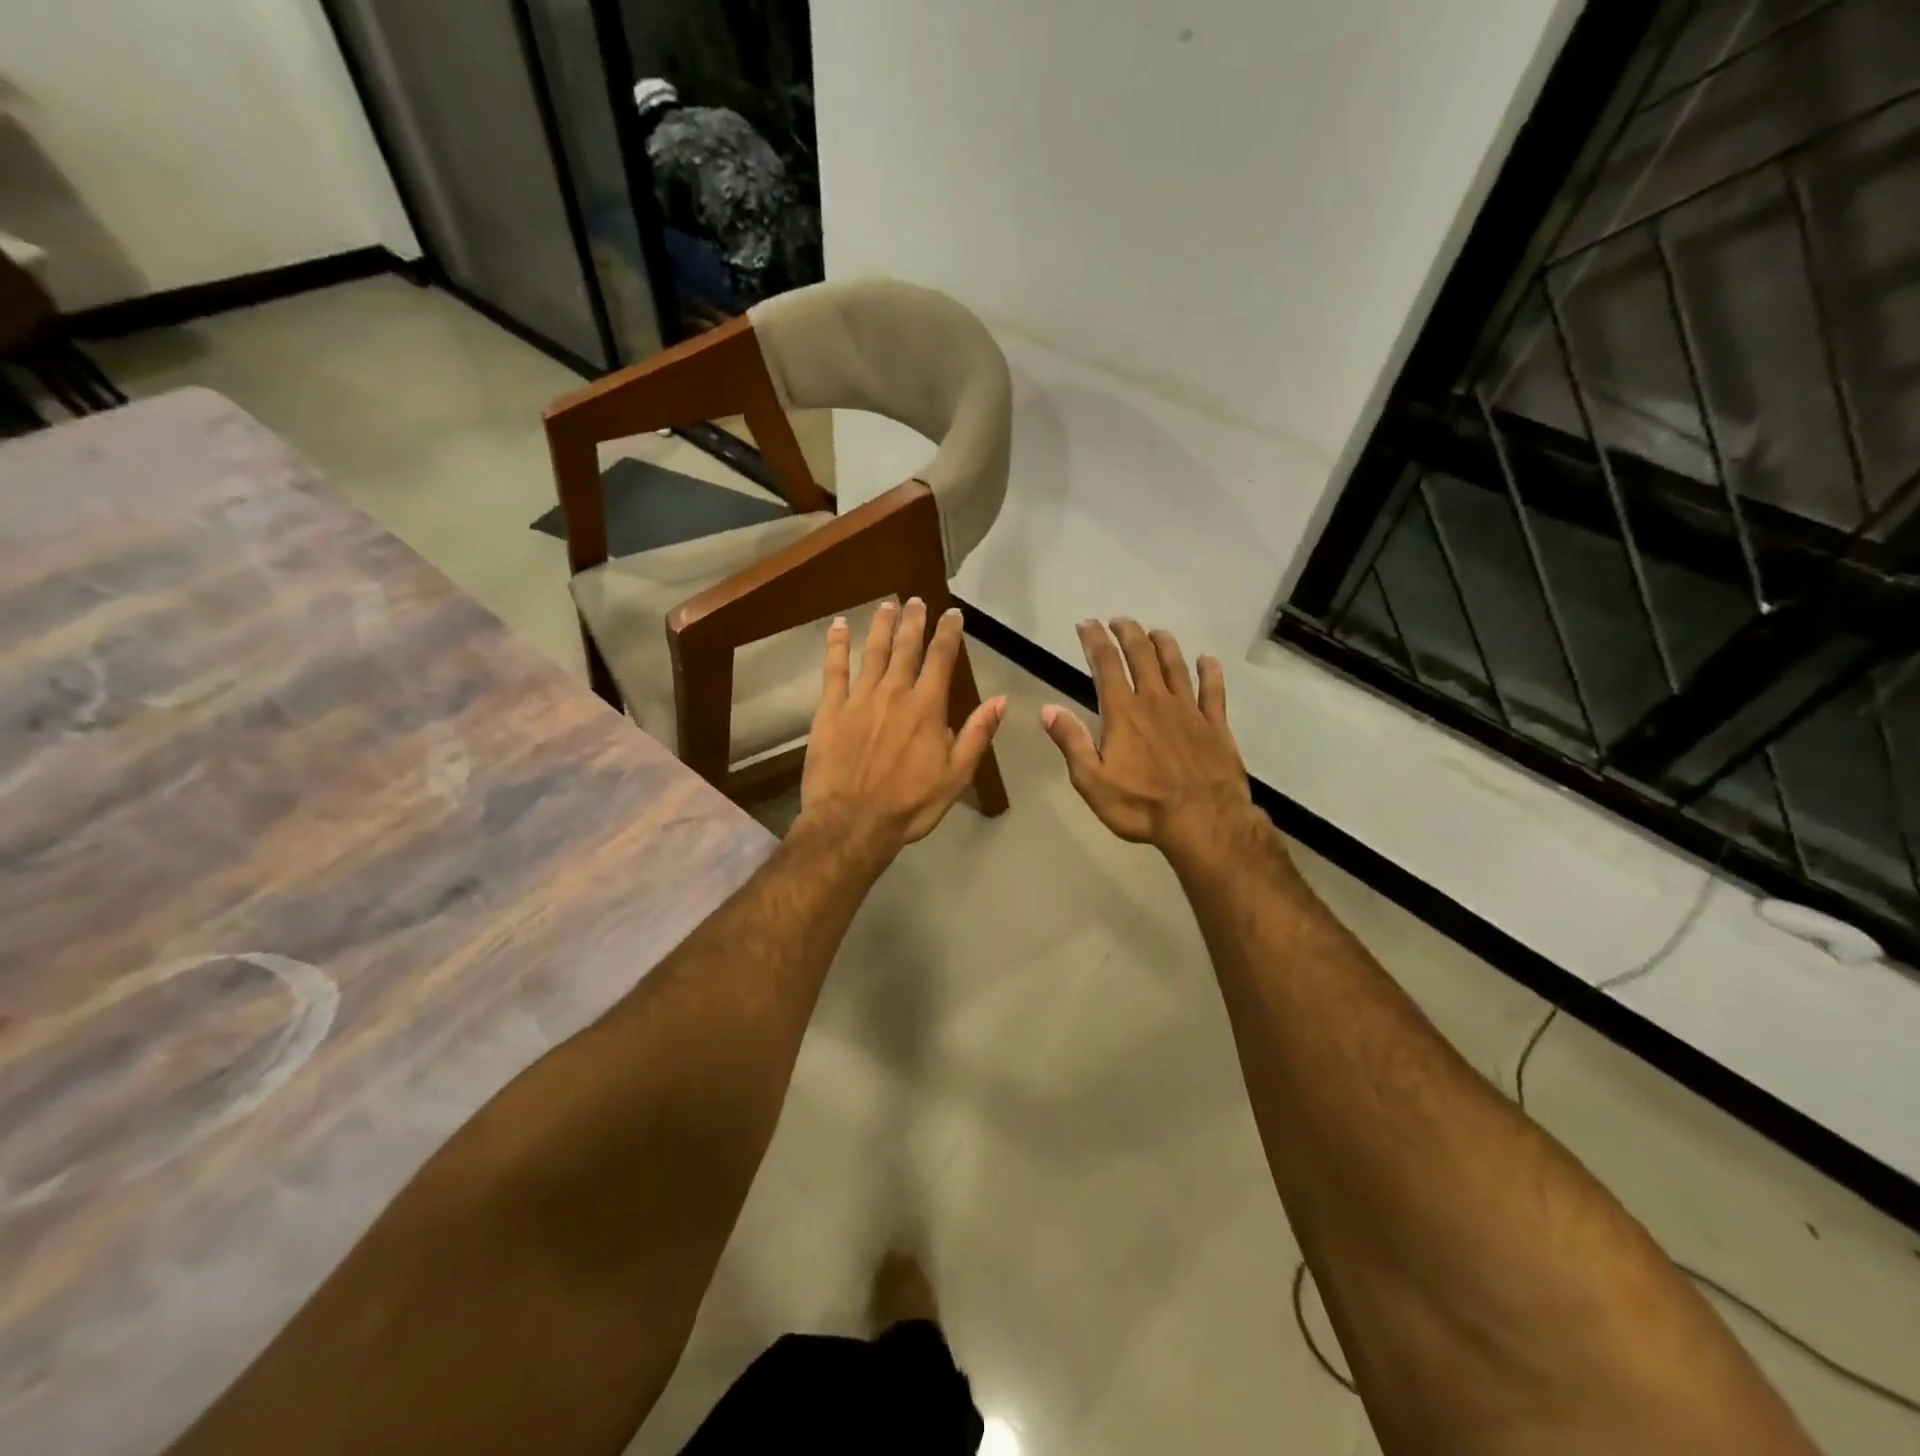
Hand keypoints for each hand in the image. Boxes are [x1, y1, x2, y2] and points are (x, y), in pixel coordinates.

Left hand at [799, 598, 1006, 860]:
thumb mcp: (956, 776)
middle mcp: (895, 693)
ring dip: (882, 626)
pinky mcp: (830, 710)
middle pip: (906, 648)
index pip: (941, 659)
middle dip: (914, 621)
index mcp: (927, 707)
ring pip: (873, 652)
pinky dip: (836, 646)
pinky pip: (833, 670)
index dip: (948, 633)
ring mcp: (859, 699)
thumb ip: (976, 734)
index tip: (952, 614)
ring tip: (888, 605)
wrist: (852, 822)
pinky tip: (838, 626)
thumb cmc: (909, 804)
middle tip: (917, 601)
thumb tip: (1000, 700)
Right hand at [1042, 620, 1257, 860]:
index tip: (1086, 624)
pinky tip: (1207, 660)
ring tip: (1155, 632)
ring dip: (1164, 644)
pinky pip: (1213, 690)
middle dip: (1127, 633)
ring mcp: (1189, 710)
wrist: (1204, 821)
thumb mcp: (1092, 780)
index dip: (1094, 640)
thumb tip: (1048, 709)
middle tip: (1118, 621)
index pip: (1105, 664)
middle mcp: (1155, 701)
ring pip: (1175, 665)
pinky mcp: (1215, 725)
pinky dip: (1209, 672)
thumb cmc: (1141, 805)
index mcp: (1123, 712)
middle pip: (1141, 655)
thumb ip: (1071, 741)